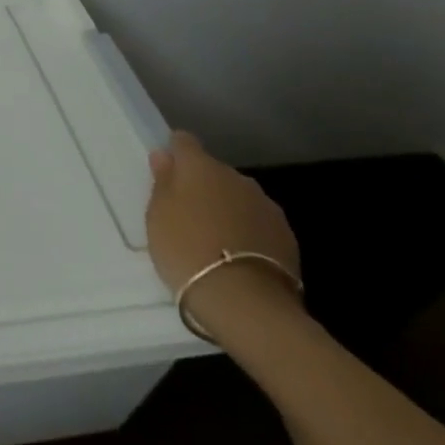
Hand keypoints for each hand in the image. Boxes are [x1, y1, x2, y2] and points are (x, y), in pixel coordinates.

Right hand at [146, 133, 302, 341]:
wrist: (245, 301)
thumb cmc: (187, 249)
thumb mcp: (157, 215)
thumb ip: (163, 182)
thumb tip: (164, 156)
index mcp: (200, 166)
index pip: (184, 142)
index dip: (175, 153)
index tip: (167, 173)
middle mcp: (236, 177)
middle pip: (214, 171)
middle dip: (203, 186)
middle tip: (188, 214)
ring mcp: (266, 206)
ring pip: (239, 197)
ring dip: (227, 208)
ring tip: (215, 238)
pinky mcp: (287, 236)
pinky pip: (258, 222)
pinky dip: (248, 231)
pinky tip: (238, 255)